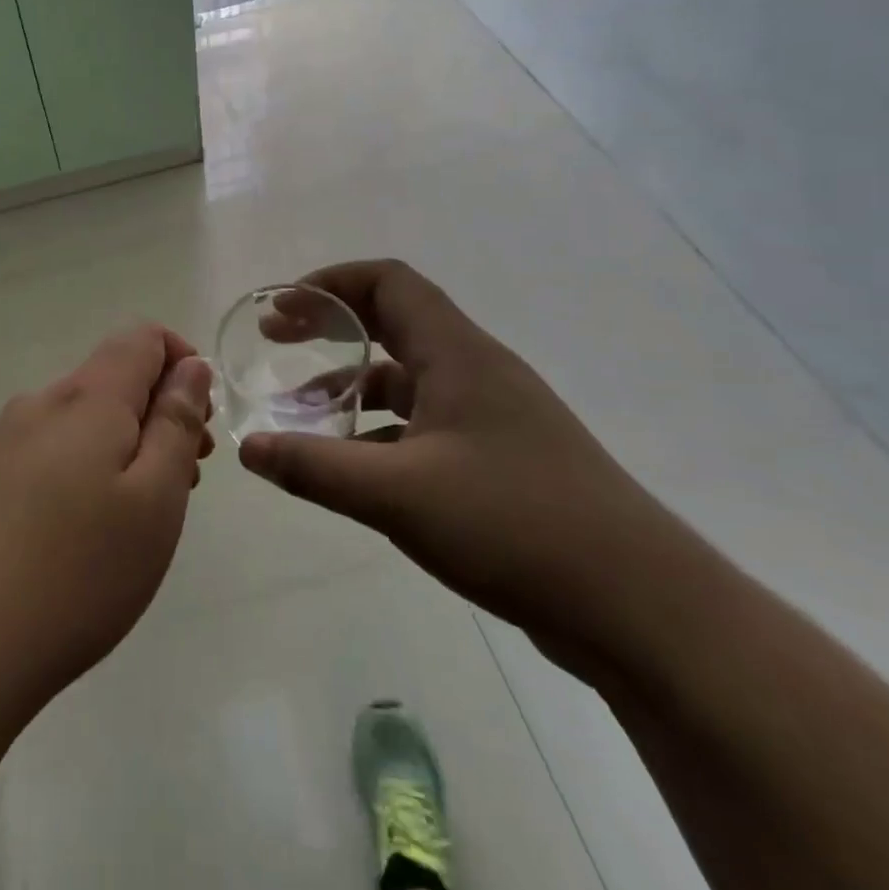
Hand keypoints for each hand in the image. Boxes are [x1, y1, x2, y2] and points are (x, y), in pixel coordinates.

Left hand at [0, 325, 214, 719]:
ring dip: (121, 447)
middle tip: (184, 482)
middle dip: (158, 414)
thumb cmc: (74, 573)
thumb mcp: (154, 500)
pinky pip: (46, 455)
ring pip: (79, 422)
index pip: (142, 337)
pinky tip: (79, 538)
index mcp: (87, 397)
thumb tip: (190, 366)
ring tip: (137, 519)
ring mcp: (0, 444)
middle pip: (111, 379)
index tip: (201, 424)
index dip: (183, 362)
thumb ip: (176, 423)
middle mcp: (39, 404)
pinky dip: (82, 473)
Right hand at [238, 260, 676, 657]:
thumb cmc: (515, 524)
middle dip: (331, 325)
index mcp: (457, 353)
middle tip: (276, 341)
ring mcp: (491, 416)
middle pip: (394, 321)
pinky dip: (379, 432)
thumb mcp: (398, 494)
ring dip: (351, 385)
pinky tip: (352, 468)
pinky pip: (424, 424)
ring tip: (299, 413)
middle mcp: (475, 371)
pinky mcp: (500, 460)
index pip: (388, 282)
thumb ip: (315, 467)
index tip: (282, 308)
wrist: (642, 607)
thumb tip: (247, 448)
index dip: (330, 282)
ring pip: (407, 379)